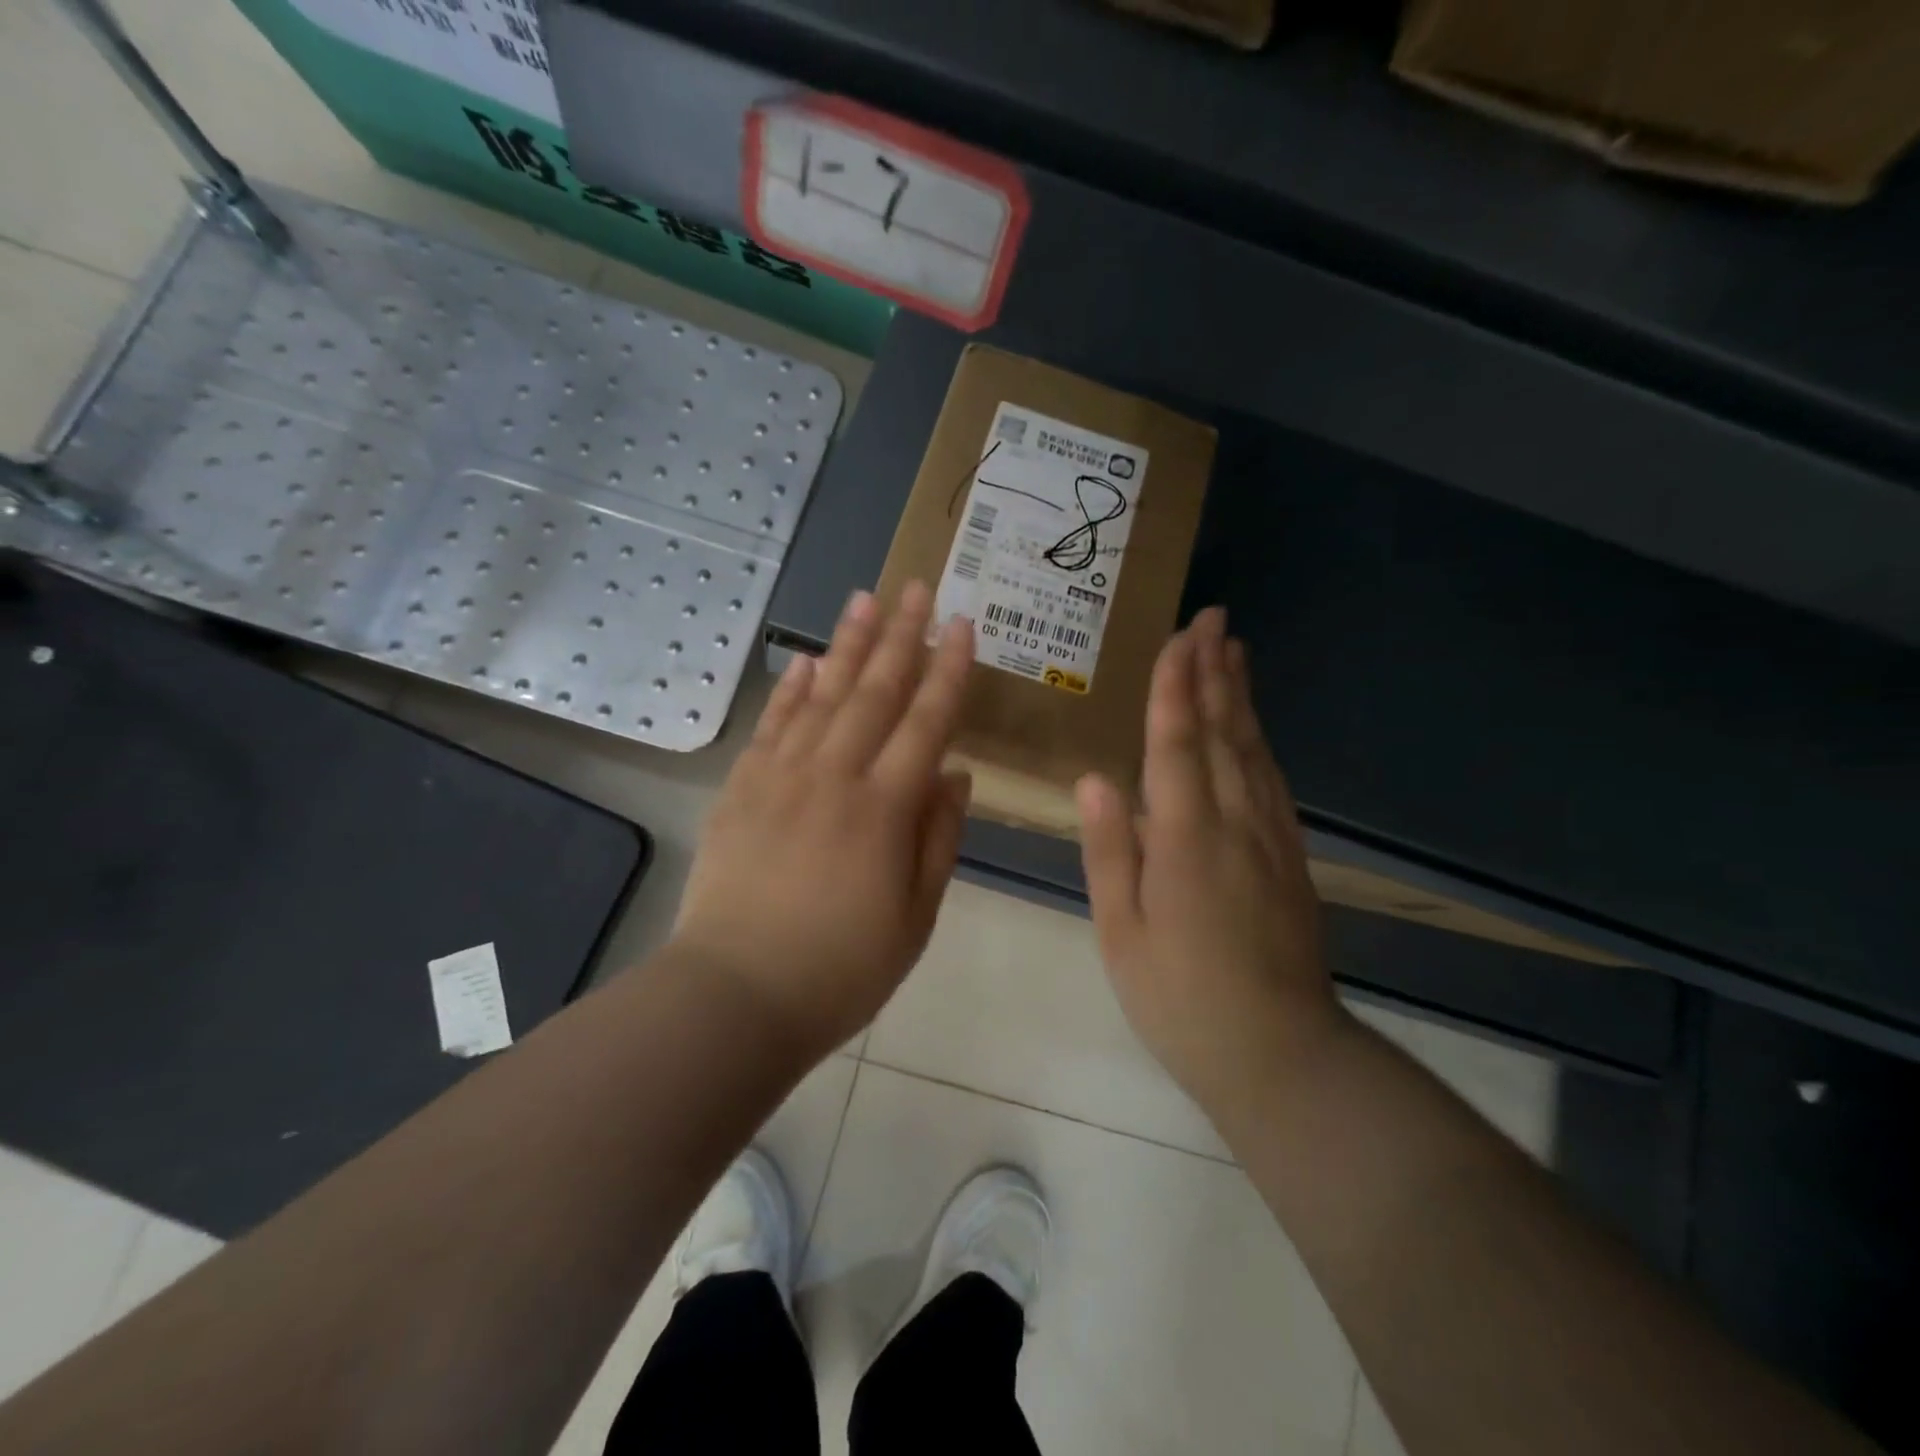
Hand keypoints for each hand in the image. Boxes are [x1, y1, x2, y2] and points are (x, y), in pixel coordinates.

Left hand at [673, 582, 973, 1057]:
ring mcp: (781, 778)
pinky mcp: (741, 789)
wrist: (736, 995)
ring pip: (821, 697)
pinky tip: (804, 661)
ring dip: (846, 645)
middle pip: (874, 693)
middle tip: (916, 588)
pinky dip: (790, 690)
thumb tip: (955, 774)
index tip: (962, 625)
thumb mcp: (916, 917)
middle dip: (900, 636)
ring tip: (863, 600)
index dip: (948, 671)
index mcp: (884, 809)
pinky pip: (772, 726)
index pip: (926, 722)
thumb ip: (938, 839)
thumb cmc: (841, 968)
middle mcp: (834, 777)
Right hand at [1076, 607, 1347, 1112]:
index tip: (1179, 637)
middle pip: (1223, 734)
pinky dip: (1259, 743)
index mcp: (1186, 840)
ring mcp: (1271, 839)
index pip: (1177, 745)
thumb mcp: (1123, 933)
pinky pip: (1272, 783)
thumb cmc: (1182, 998)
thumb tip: (1094, 781)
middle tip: (1213, 620)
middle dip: (1214, 673)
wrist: (1280, 1054)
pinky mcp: (1290, 859)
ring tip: (1234, 652)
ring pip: (1253, 751)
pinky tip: (1253, 730)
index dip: (1176, 687)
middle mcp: (1235, 824)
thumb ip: (1110, 851)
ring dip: (1240, 698)